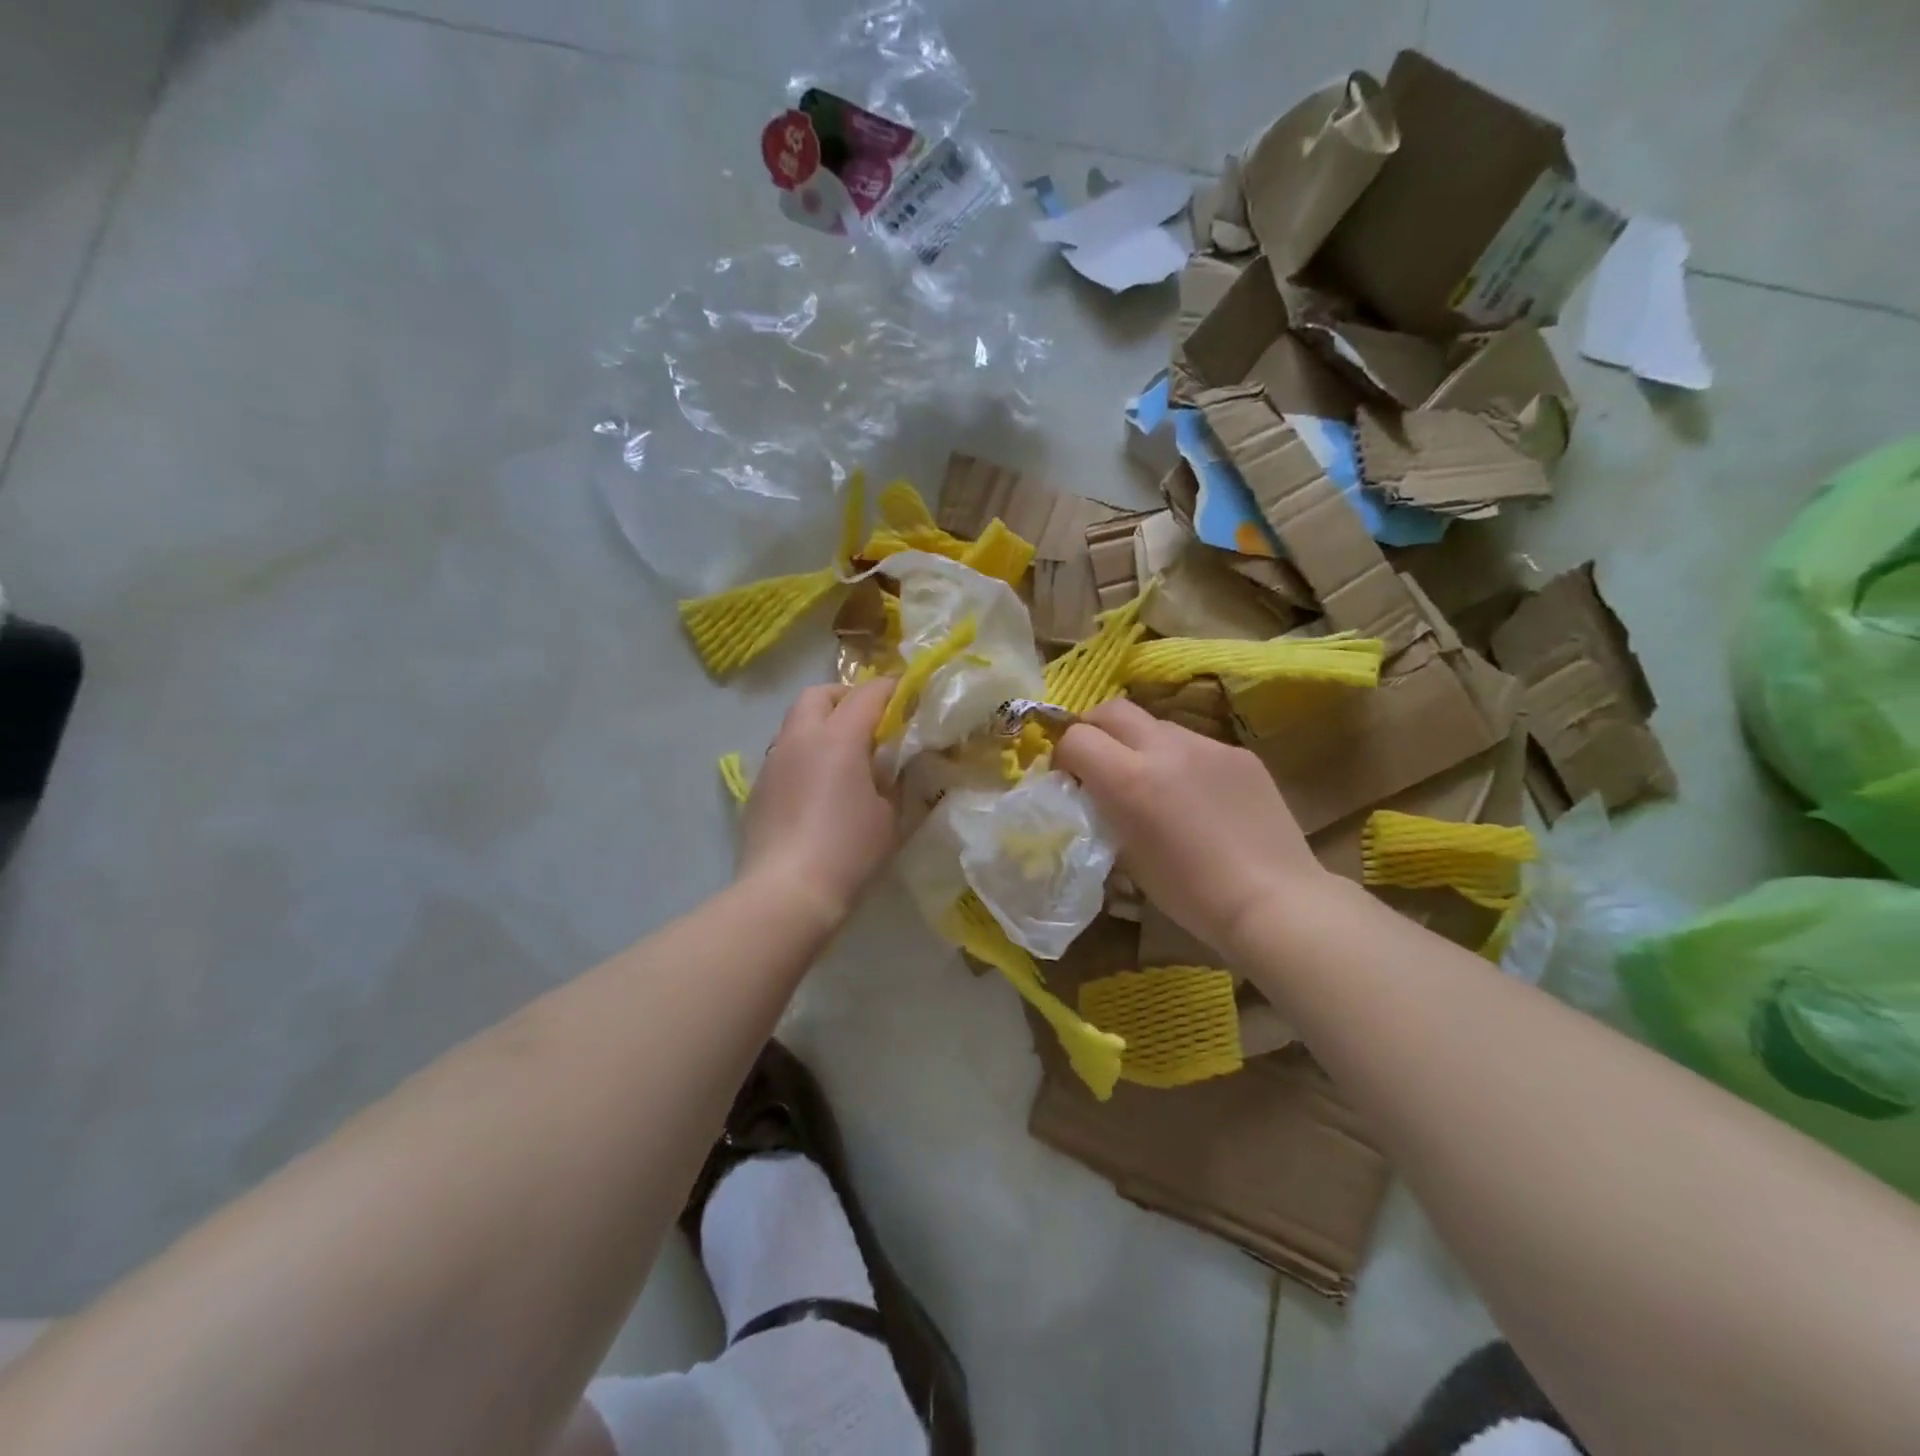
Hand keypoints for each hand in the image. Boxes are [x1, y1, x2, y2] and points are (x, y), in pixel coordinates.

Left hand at [738, 680, 897, 924]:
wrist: (785, 893)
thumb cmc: (848, 852)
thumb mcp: (890, 817)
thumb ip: (895, 781)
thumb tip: (894, 767)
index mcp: (838, 738)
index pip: (868, 694)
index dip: (892, 689)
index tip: (909, 695)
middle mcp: (800, 739)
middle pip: (820, 695)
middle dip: (846, 697)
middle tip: (870, 720)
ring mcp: (773, 762)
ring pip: (796, 722)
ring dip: (821, 724)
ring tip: (844, 755)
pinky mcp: (759, 788)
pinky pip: (784, 754)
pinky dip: (805, 754)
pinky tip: (818, 787)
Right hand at [1055, 698, 1329, 956]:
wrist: (1272, 901)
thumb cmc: (1188, 894)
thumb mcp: (1126, 855)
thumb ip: (1103, 811)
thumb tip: (1093, 793)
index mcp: (1128, 779)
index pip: (1076, 737)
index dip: (1065, 755)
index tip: (1071, 779)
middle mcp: (1165, 748)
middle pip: (1112, 709)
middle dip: (1095, 729)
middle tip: (1099, 762)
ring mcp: (1207, 745)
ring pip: (1157, 724)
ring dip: (1141, 744)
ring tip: (1154, 781)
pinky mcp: (1240, 753)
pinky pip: (1196, 744)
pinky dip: (1183, 760)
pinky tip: (1199, 797)